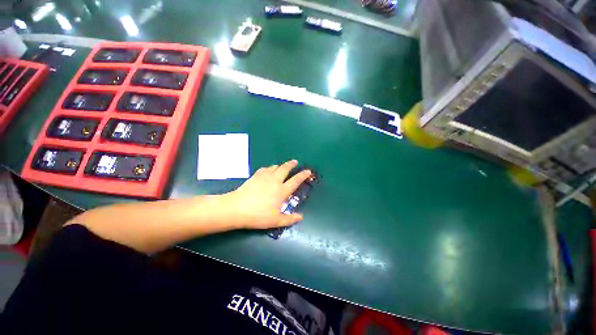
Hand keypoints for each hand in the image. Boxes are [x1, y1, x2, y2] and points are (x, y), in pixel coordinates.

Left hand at [222, 160, 311, 229]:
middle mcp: (275, 180)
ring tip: (282, 166)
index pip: (296, 180)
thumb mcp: (276, 221)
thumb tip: (301, 217)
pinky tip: (268, 170)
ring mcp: (265, 177)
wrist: (237, 208)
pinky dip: (269, 168)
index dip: (303, 175)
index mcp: (282, 190)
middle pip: (285, 168)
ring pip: (275, 167)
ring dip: (281, 165)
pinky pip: (265, 168)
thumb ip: (290, 219)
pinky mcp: (255, 176)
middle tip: (295, 162)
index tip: (308, 171)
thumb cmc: (258, 215)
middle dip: (292, 164)